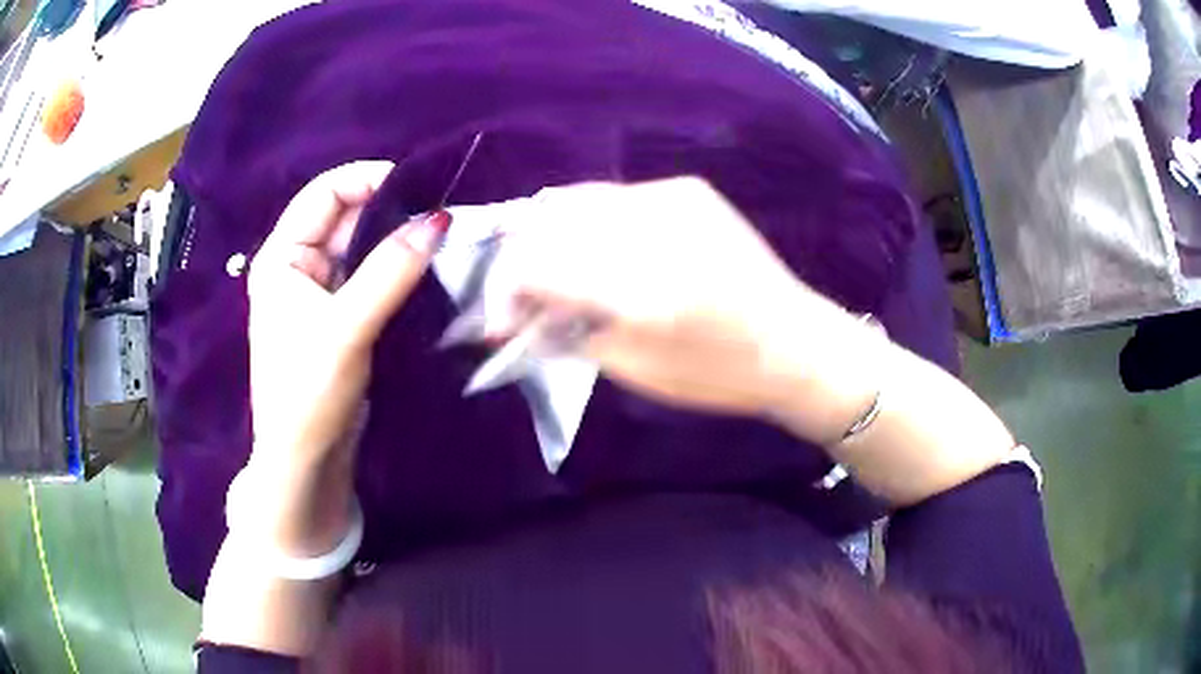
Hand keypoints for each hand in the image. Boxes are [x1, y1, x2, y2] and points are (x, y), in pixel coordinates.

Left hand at [244, 161, 446, 551]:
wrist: (306, 462)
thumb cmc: (308, 393)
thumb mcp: (346, 328)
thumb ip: (390, 271)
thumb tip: (439, 219)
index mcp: (282, 257)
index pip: (324, 193)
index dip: (368, 180)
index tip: (419, 186)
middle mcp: (298, 266)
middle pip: (346, 218)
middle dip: (390, 212)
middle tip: (442, 215)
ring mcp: (319, 293)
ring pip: (362, 249)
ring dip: (397, 243)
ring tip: (442, 240)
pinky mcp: (340, 318)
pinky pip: (370, 279)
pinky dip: (396, 272)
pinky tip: (426, 271)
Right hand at [491, 177, 879, 441]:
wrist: (795, 342)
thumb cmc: (718, 373)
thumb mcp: (634, 368)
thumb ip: (566, 333)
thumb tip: (518, 316)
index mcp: (637, 286)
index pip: (534, 265)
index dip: (503, 291)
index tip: (501, 321)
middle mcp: (649, 224)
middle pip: (546, 222)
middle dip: (520, 259)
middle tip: (523, 295)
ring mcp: (671, 196)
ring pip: (576, 198)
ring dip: (550, 235)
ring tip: (553, 268)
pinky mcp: (688, 189)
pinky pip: (615, 195)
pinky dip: (590, 221)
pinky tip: (598, 248)